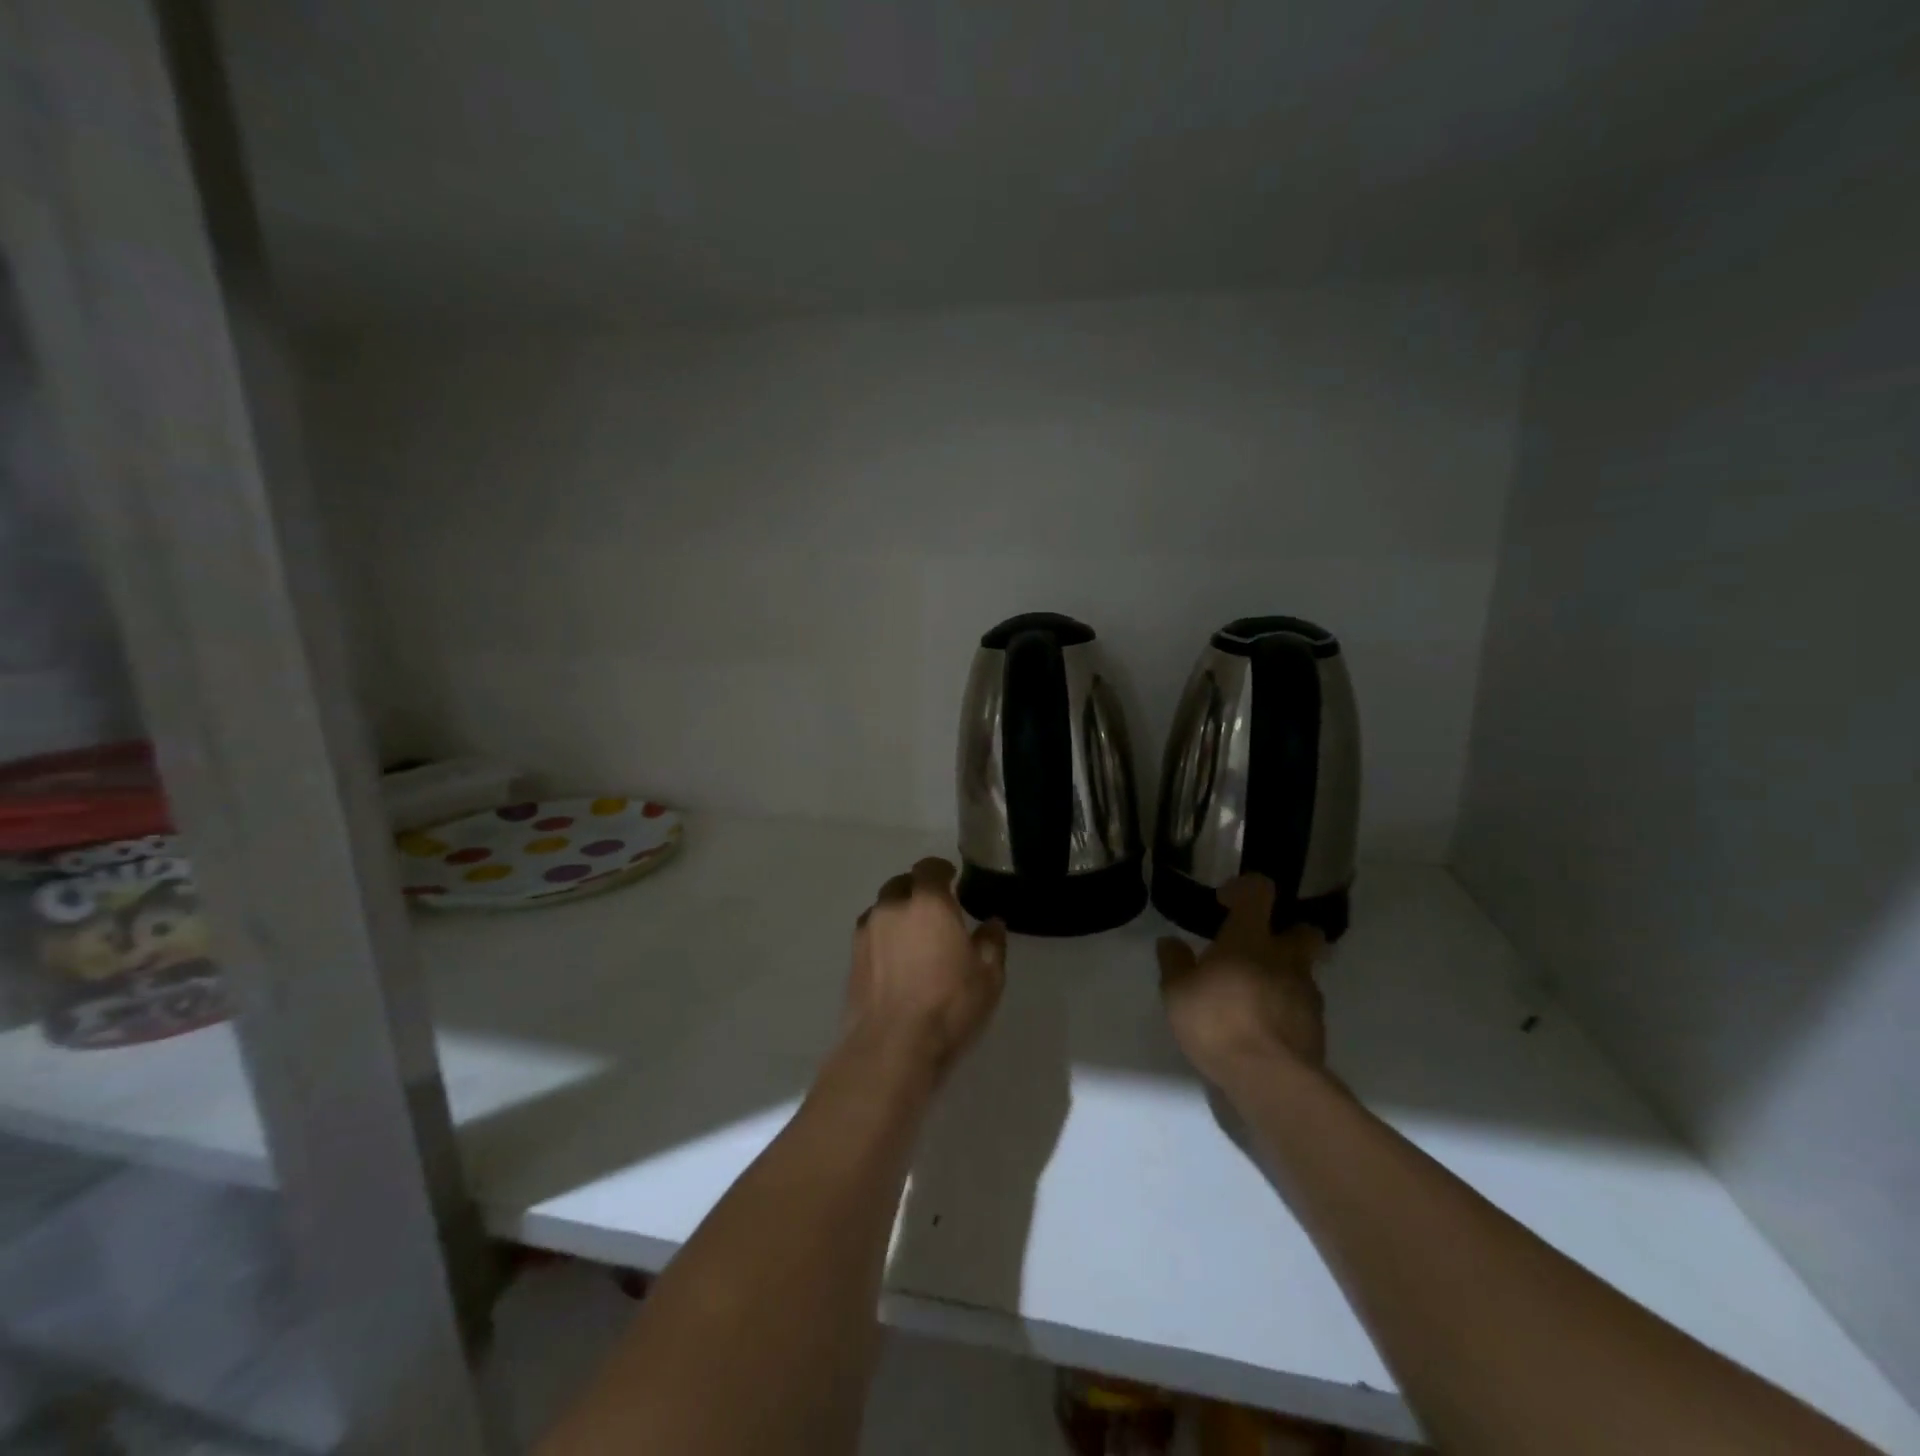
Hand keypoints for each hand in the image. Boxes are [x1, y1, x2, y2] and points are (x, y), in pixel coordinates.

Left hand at [845, 858, 1006, 1080]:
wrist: (891, 1047)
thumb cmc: (948, 1005)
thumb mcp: (988, 976)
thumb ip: (991, 942)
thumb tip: (992, 923)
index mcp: (927, 903)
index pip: (929, 868)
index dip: (941, 869)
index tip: (952, 878)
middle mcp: (892, 908)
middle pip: (901, 885)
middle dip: (917, 889)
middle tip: (934, 908)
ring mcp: (866, 932)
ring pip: (882, 908)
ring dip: (897, 913)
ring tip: (912, 934)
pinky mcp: (852, 958)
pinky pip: (870, 933)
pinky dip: (883, 936)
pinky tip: (895, 958)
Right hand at [1157, 875, 1327, 1084]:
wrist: (1270, 1079)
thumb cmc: (1217, 1022)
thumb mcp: (1177, 992)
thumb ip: (1174, 963)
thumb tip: (1170, 942)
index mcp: (1250, 939)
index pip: (1259, 892)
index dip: (1245, 888)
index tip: (1226, 901)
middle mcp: (1285, 958)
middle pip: (1303, 930)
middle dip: (1287, 932)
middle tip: (1259, 948)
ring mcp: (1306, 994)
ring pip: (1304, 971)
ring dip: (1284, 975)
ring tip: (1254, 996)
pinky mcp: (1317, 1028)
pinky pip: (1303, 1007)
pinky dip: (1286, 1009)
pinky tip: (1263, 1026)